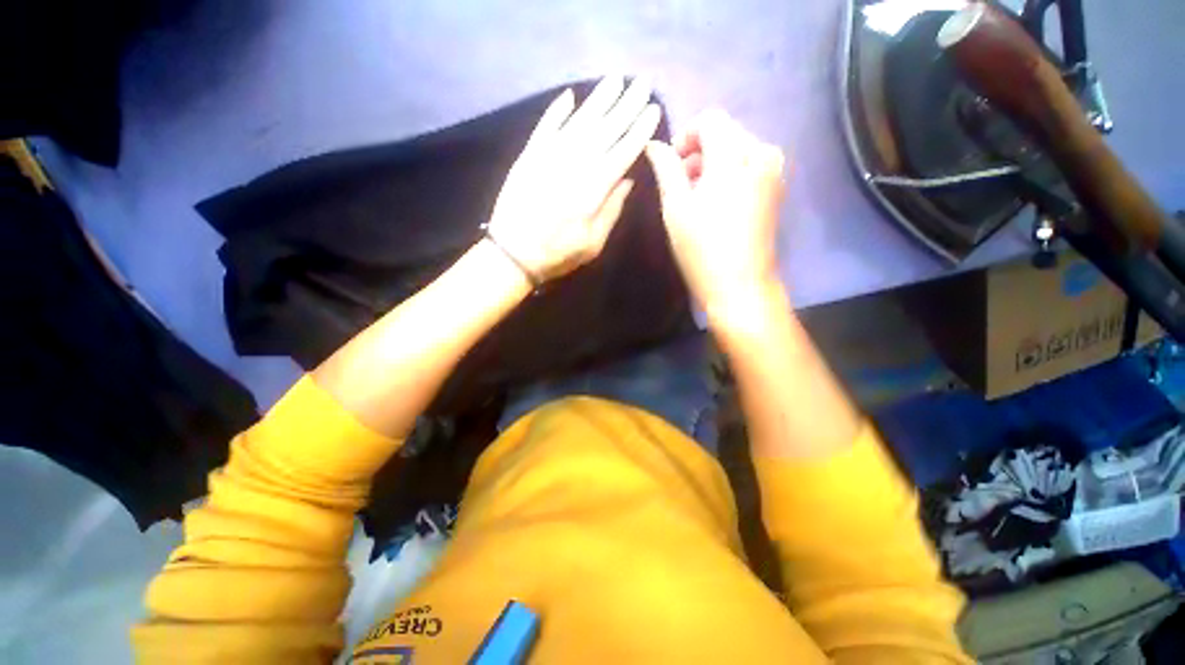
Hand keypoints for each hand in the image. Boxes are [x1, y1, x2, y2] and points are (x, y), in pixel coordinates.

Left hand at [485, 77, 660, 282]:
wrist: (513, 252)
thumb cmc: (558, 253)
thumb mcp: (594, 243)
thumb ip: (612, 210)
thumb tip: (628, 179)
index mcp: (595, 187)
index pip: (624, 149)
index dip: (640, 129)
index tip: (653, 109)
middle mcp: (576, 163)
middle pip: (606, 127)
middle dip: (627, 104)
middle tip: (642, 83)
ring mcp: (551, 154)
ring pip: (580, 119)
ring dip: (599, 98)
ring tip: (615, 79)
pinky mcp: (529, 154)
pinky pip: (547, 124)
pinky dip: (558, 109)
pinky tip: (570, 95)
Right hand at [644, 110, 786, 313]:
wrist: (741, 286)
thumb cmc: (702, 248)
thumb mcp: (676, 208)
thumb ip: (666, 169)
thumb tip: (654, 145)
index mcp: (734, 155)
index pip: (710, 120)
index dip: (686, 135)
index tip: (671, 164)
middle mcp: (761, 153)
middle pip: (726, 133)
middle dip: (699, 152)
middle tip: (680, 185)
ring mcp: (773, 172)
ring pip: (738, 149)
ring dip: (713, 164)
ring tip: (696, 196)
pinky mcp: (776, 189)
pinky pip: (750, 165)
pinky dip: (730, 174)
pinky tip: (717, 202)